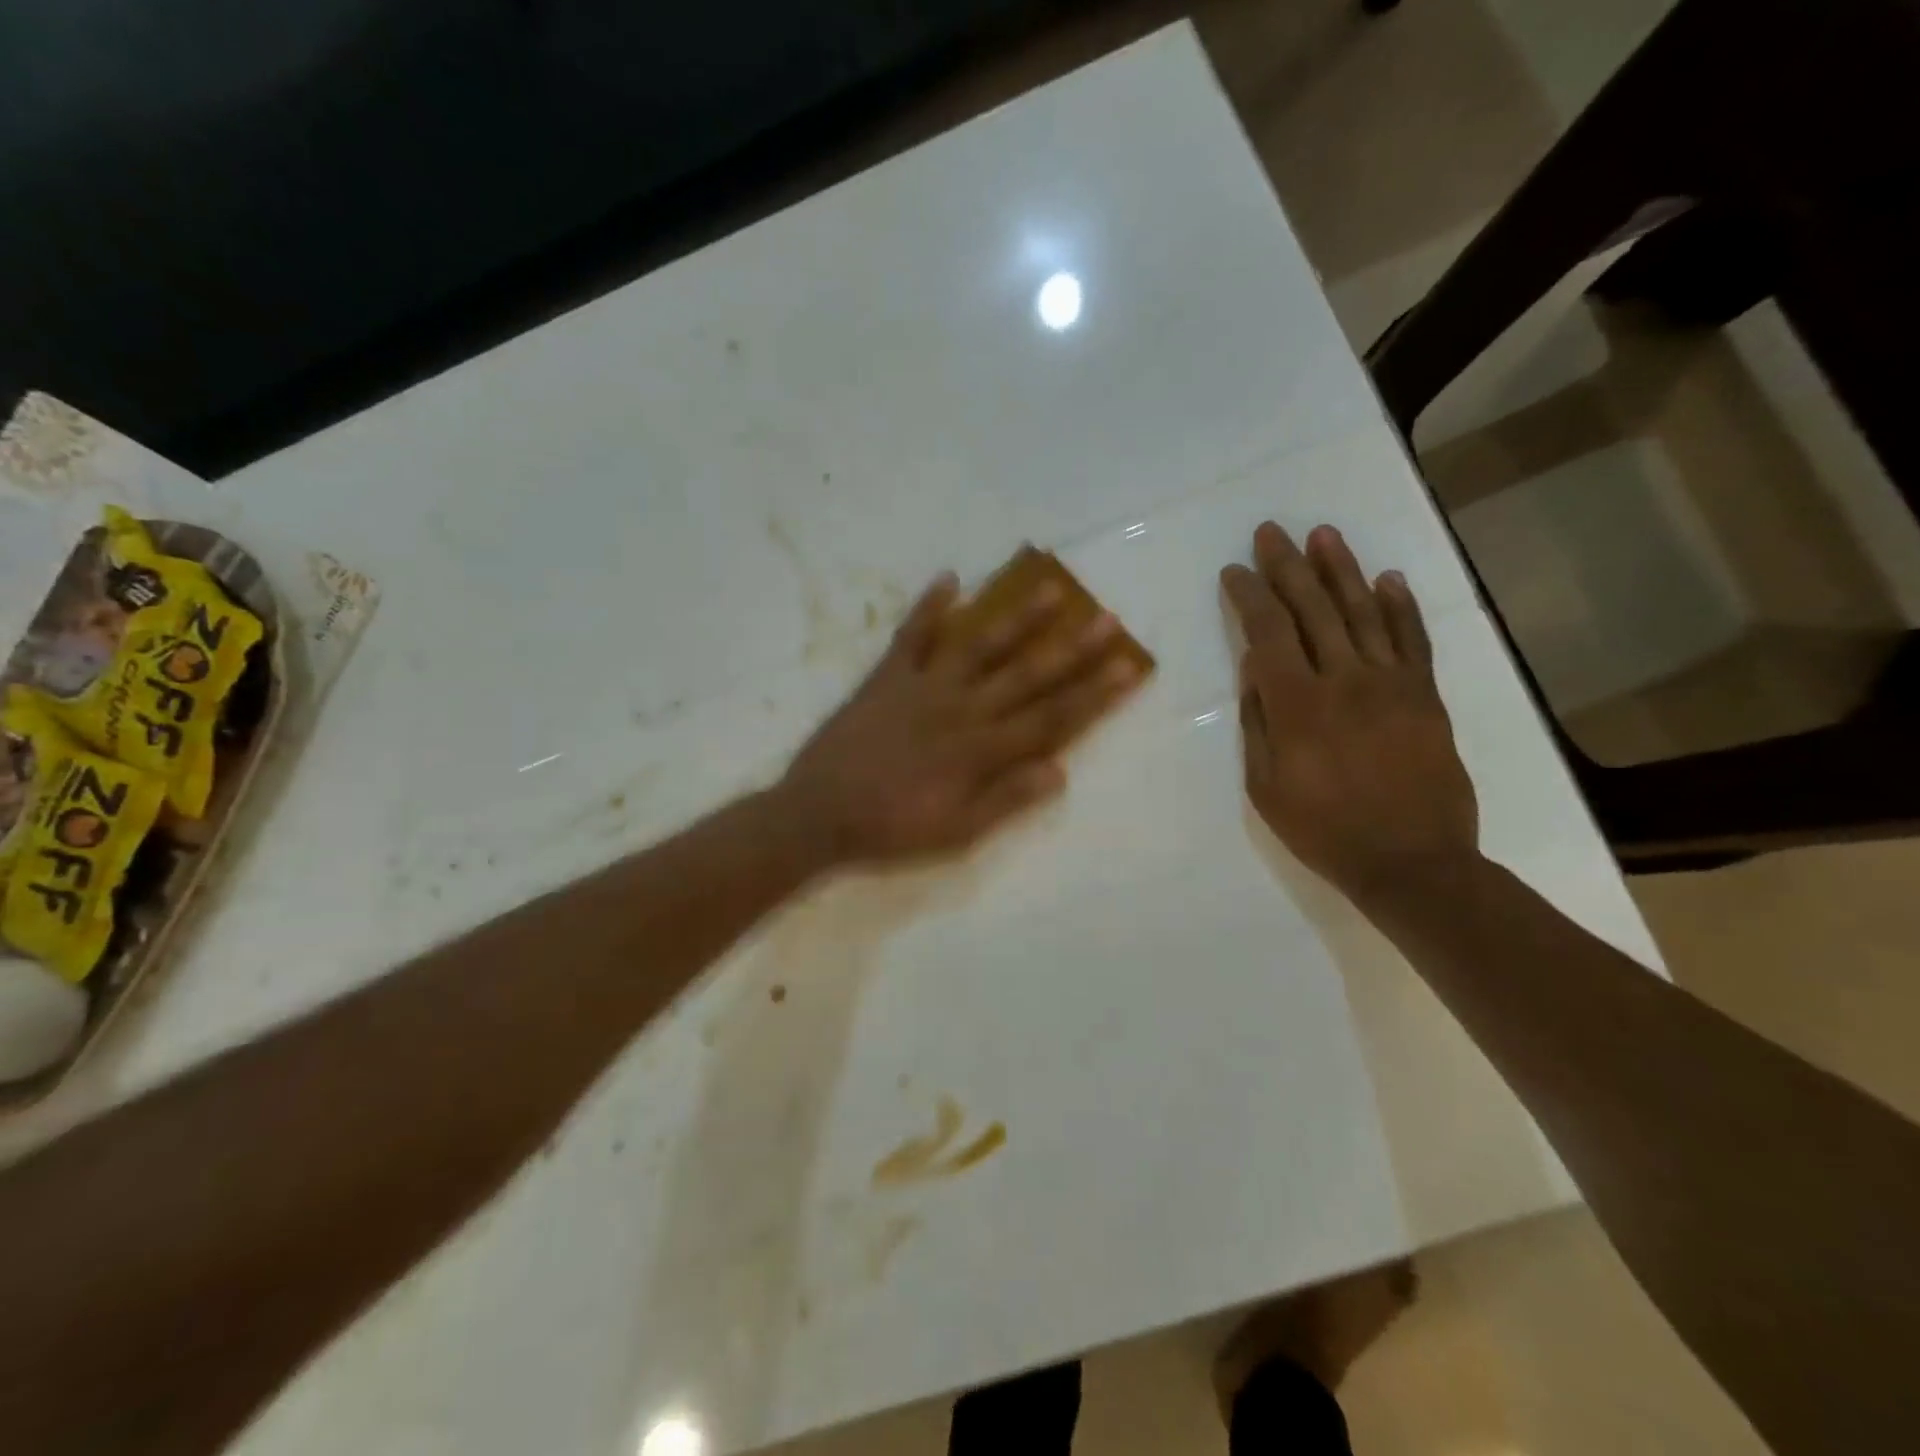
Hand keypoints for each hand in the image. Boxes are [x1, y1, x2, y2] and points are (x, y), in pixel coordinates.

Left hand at [779, 571, 1142, 866]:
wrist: (818, 813)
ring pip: (978, 645)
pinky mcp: (887, 677)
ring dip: (1014, 617)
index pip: (1050, 718)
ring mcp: (923, 686)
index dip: (1093, 694)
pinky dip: (928, 607)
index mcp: (980, 749)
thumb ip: (1006, 800)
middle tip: (1106, 618)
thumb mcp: (955, 832)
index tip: (1128, 667)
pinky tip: (949, 578)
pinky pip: (911, 636)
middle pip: (1025, 674)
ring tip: (1048, 587)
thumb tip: (1059, 770)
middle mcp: (960, 708)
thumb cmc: (891, 828)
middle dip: (1070, 649)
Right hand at [1220, 522, 1477, 908]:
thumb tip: (1255, 673)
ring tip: (1323, 535)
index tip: (1234, 571)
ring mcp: (1391, 684)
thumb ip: (1259, 724)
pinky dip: (1400, 607)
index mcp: (1298, 706)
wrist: (1413, 862)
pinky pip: (1412, 641)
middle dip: (1288, 567)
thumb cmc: (1324, 831)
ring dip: (1341, 570)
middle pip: (1313, 609)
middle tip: (1271, 532)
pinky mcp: (1426, 696)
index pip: (1268, 633)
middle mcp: (1345, 681)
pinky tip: (1387, 578)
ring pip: (1363, 613)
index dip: (1250, 596)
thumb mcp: (1266, 788)